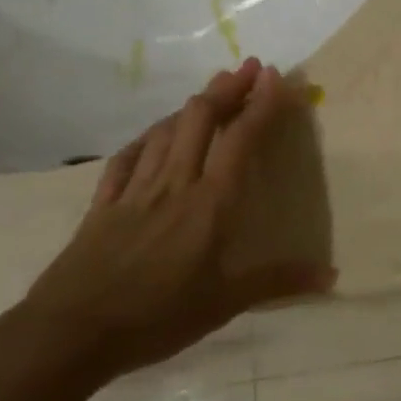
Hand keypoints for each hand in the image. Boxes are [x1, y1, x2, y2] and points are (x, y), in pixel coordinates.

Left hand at [16, 58, 333, 383]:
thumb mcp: (224, 304)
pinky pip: (127, 157)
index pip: (240, 141)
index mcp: (209, 204)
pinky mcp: (102, 204)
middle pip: (200, 120)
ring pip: (165, 131)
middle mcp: (173, 185)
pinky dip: (146, 137)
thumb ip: (277, 282)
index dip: (260, 105)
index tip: (276, 77)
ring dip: (191, 105)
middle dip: (227, 88)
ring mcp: (134, 190)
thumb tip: (331, 275)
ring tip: (211, 91)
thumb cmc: (156, 317)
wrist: (70, 333)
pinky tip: (153, 134)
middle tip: (249, 68)